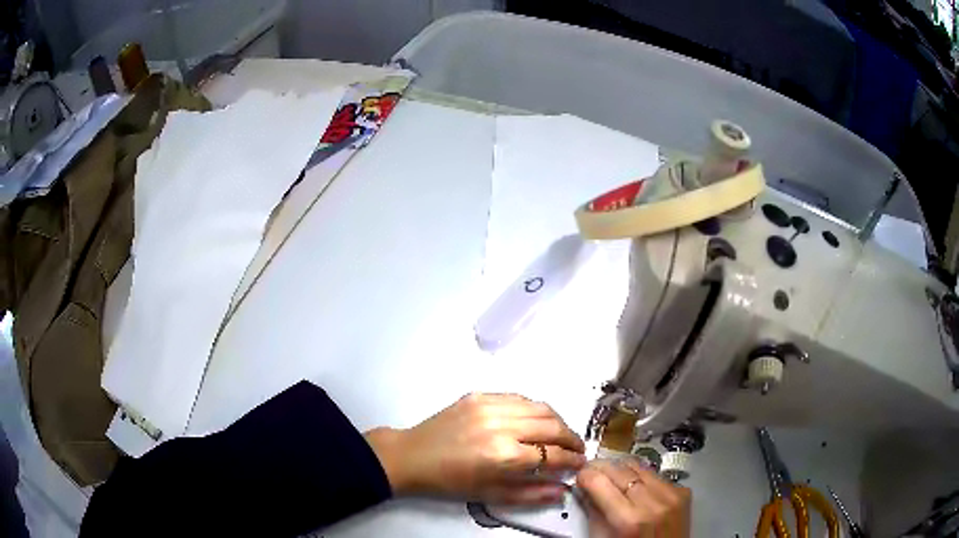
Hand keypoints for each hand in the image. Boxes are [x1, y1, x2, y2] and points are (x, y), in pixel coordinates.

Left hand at [365, 393, 586, 504]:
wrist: (413, 456)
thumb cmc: (451, 482)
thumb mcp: (491, 495)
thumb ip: (531, 494)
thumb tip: (563, 489)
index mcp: (504, 455)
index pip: (552, 454)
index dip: (572, 459)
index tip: (581, 463)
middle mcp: (501, 426)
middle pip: (552, 426)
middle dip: (572, 438)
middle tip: (577, 448)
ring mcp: (490, 406)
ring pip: (540, 407)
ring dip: (557, 421)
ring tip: (561, 434)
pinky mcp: (479, 395)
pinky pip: (519, 398)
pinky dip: (534, 409)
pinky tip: (535, 420)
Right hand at [577, 459, 690, 537]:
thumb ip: (594, 513)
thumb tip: (585, 490)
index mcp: (629, 520)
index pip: (600, 481)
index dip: (586, 475)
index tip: (580, 474)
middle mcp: (653, 503)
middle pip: (620, 469)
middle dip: (602, 469)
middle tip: (592, 472)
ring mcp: (671, 495)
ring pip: (638, 466)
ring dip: (622, 470)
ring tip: (613, 477)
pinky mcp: (682, 492)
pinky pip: (656, 475)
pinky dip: (641, 478)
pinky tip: (635, 487)